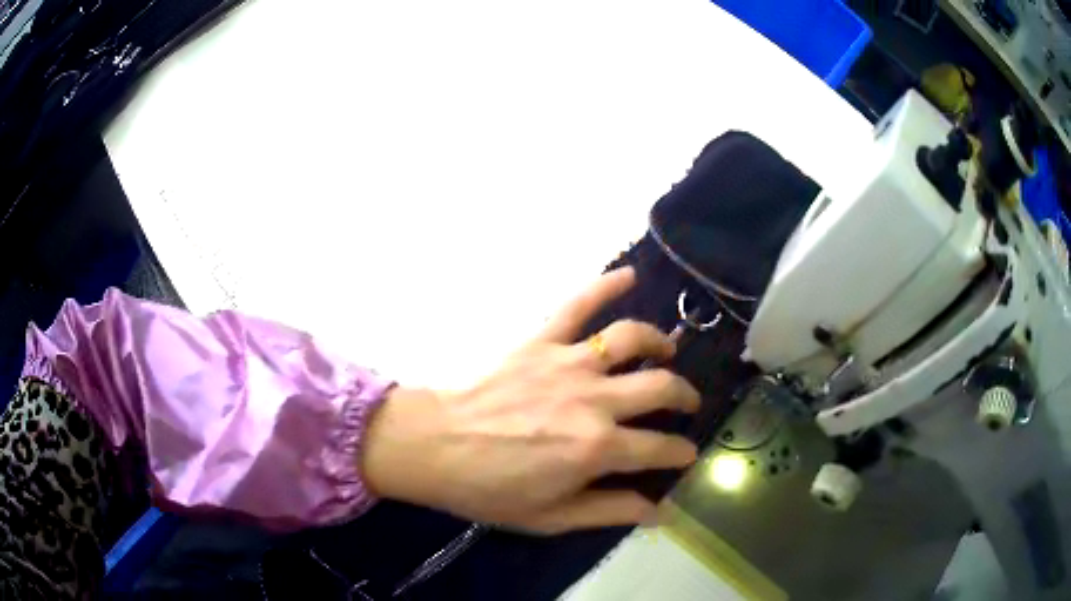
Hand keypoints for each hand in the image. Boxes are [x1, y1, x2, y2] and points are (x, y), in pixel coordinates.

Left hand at [362, 267, 700, 533]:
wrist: (434, 446)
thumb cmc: (490, 489)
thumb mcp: (552, 517)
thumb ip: (610, 511)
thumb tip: (659, 512)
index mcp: (598, 448)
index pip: (660, 447)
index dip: (681, 452)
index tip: (687, 454)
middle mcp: (594, 400)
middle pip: (660, 386)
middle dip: (684, 396)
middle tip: (687, 404)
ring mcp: (568, 363)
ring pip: (630, 339)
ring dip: (658, 341)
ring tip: (667, 350)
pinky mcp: (541, 341)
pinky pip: (577, 305)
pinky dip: (604, 285)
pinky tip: (629, 274)